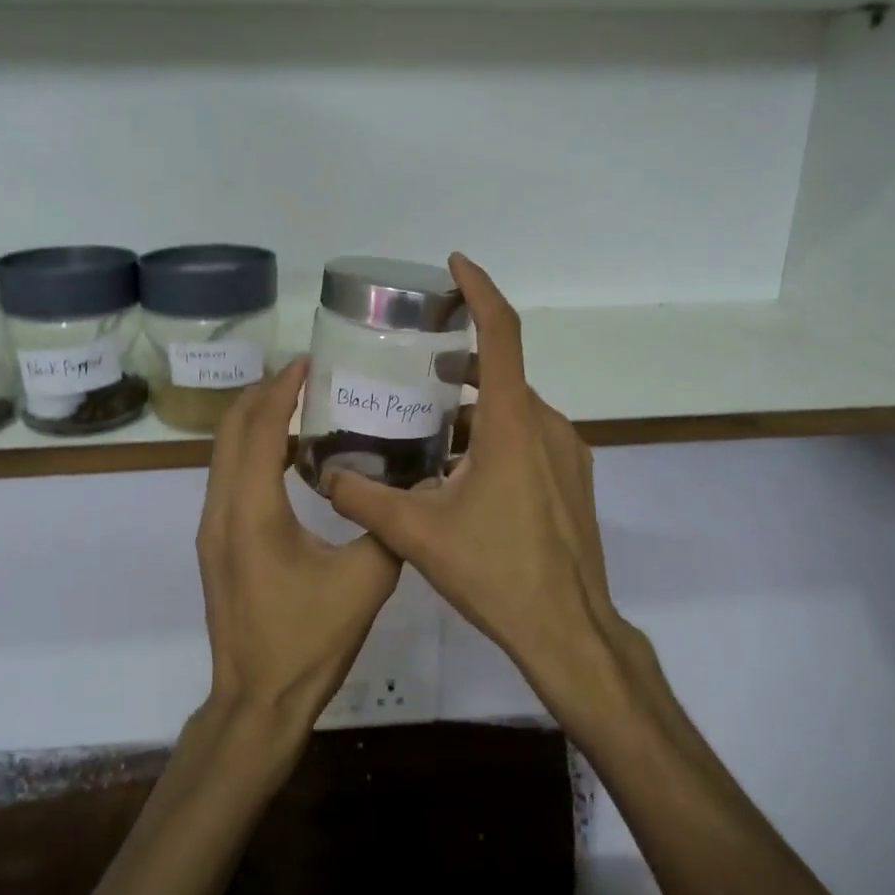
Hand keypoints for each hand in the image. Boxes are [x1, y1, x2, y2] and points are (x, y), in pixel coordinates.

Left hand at [195, 357, 402, 746]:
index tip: (310, 360)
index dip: (282, 388)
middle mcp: (221, 508)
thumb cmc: (308, 641)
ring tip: (301, 403)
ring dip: (256, 421)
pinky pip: (228, 476)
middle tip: (307, 374)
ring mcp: (212, 527)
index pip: (261, 428)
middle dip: (264, 393)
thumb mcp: (366, 582)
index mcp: (253, 511)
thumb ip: (389, 526)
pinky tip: (291, 457)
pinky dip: (253, 450)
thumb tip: (414, 486)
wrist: (256, 700)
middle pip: (231, 429)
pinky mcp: (216, 543)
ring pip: (224, 452)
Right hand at [327, 255, 652, 726]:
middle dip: (461, 360)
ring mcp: (566, 453)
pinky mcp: (573, 480)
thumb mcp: (416, 532)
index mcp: (511, 422)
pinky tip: (463, 472)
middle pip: (502, 372)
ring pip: (515, 409)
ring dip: (475, 405)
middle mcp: (545, 425)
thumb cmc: (495, 571)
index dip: (480, 290)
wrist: (567, 628)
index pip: (502, 333)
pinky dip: (495, 434)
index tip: (454, 265)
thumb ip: (362, 498)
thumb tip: (322, 476)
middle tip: (418, 365)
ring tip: (431, 426)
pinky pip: (530, 437)